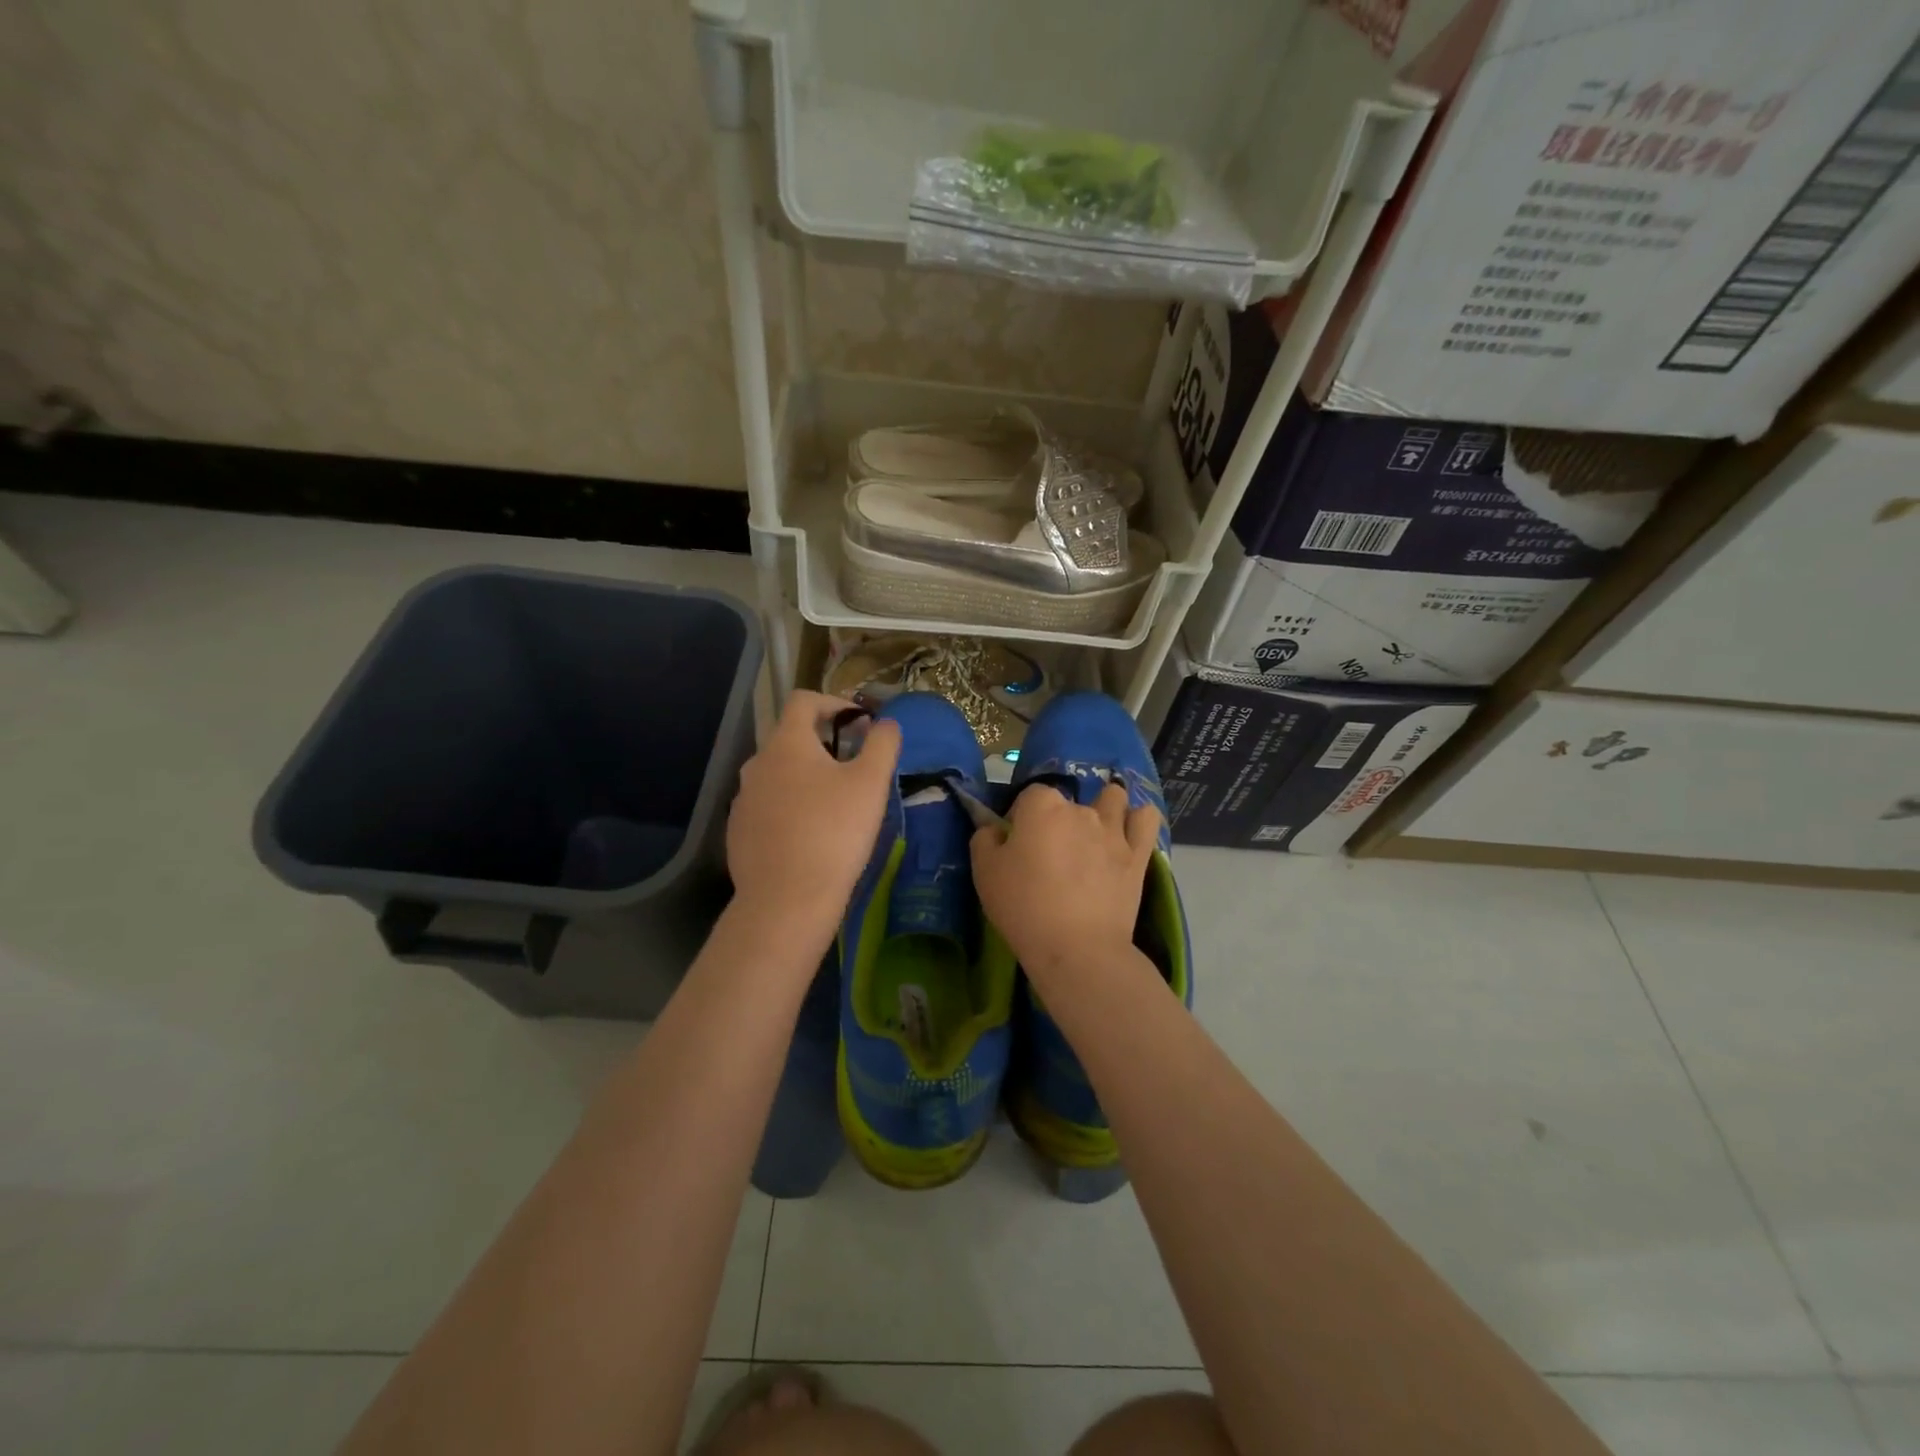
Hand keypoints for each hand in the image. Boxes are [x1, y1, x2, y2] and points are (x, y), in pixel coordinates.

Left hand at [725, 692, 900, 945]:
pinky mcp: (739, 832)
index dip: (835, 702)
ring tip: (836, 804)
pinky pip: (768, 806)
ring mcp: (743, 799)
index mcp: (786, 743)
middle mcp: (757, 763)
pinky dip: (791, 807)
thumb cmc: (834, 832)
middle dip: (824, 744)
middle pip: (791, 738)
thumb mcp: (871, 783)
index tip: (861, 723)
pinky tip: (811, 835)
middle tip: (856, 767)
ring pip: (779, 774)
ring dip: (807, 777)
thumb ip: (883, 743)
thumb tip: (885, 723)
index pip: (804, 700)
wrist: (787, 900)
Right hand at [970, 782, 1159, 981]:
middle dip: (1058, 820)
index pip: (1029, 795)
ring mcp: (1114, 829)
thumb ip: (985, 839)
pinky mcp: (1138, 854)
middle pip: (1068, 802)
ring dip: (1103, 808)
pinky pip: (1146, 819)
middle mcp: (1080, 809)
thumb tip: (996, 829)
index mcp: (1041, 806)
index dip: (1021, 817)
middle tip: (1049, 855)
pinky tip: (1128, 831)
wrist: (1076, 948)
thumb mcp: (984, 872)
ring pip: (1113, 798)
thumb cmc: (1023, 907)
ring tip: (1094, 834)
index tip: (1017, 844)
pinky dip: (1138, 820)